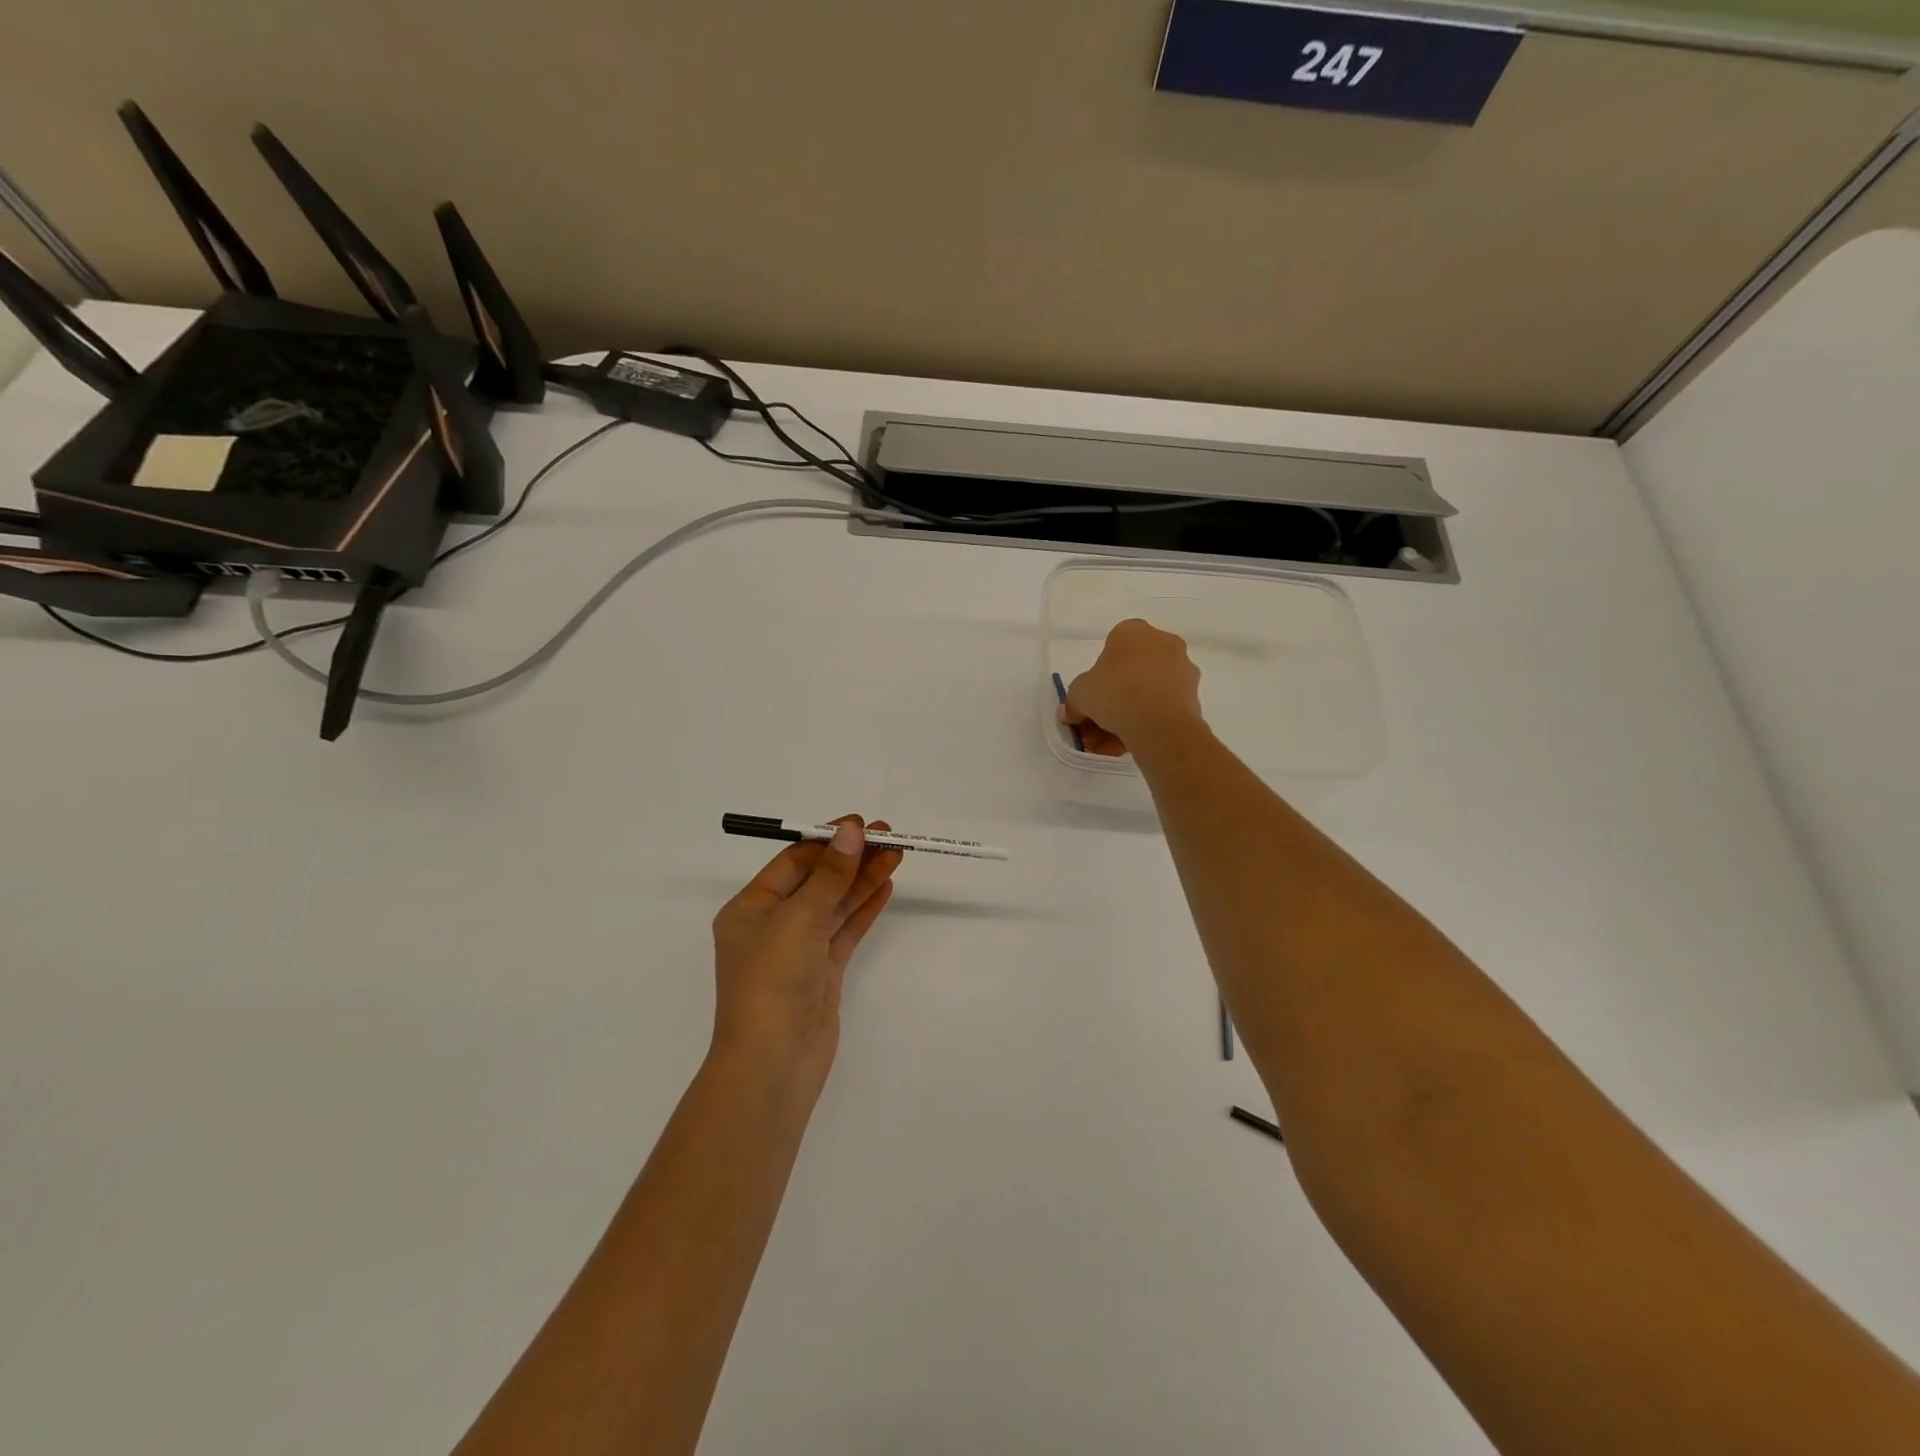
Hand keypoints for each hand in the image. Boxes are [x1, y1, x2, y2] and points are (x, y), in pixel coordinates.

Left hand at [710, 816, 903, 1088]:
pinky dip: (864, 908)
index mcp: (750, 909)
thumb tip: (851, 830)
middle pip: (818, 881)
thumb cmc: (773, 981)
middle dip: (851, 858)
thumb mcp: (799, 918)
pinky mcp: (822, 971)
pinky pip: (845, 930)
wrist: (774, 1063)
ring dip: (863, 879)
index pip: (793, 863)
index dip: (828, 841)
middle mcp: (772, 925)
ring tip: (896, 854)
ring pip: (835, 904)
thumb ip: (830, 874)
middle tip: (889, 836)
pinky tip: (885, 886)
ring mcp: (799, 950)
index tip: (862, 826)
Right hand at [1060, 619, 1204, 757]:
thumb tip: (1069, 713)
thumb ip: (1073, 702)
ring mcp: (1182, 669)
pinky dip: (1147, 723)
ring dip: (1127, 716)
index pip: (1111, 649)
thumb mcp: (1080, 695)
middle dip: (1111, 701)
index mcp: (1133, 631)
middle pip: (1130, 673)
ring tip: (1110, 744)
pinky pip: (1162, 707)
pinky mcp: (1193, 696)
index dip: (1097, 677)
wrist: (1159, 723)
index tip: (1090, 699)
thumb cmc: (1115, 693)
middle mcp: (1163, 642)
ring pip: (1147, 693)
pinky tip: (1130, 744)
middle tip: (1096, 727)